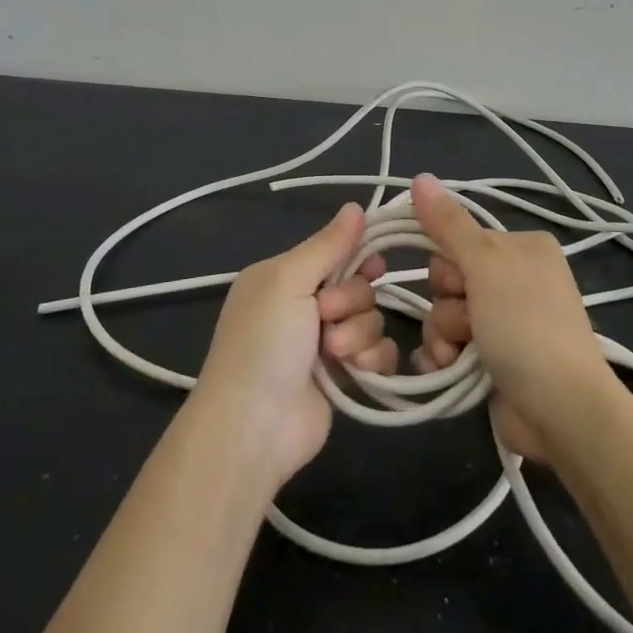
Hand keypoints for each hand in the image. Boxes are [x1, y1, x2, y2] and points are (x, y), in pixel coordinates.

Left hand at [193, 203, 392, 483]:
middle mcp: (304, 305)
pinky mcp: (344, 376)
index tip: (375, 264)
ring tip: (333, 354)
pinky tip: (357, 371)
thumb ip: (326, 245)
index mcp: (283, 276)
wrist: (253, 426)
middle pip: (359, 285)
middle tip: (326, 316)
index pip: (335, 251)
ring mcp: (324, 343)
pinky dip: (372, 359)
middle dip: (352, 301)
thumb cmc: (264, 343)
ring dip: (359, 333)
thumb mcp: (287, 281)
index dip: (359, 255)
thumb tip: (355, 206)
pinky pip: (379, 353)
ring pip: (372, 319)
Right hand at [410, 174, 614, 460]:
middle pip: (447, 279)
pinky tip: (448, 370)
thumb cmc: (525, 326)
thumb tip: (420, 177)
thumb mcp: (486, 265)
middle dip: (446, 305)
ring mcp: (505, 322)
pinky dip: (443, 357)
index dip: (449, 264)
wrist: (560, 409)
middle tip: (470, 322)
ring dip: (444, 335)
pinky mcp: (492, 358)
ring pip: (443, 314)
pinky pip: (448, 344)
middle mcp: (515, 280)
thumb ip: (449, 224)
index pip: (459, 239)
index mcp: (522, 248)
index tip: (460, 283)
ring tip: (462, 355)